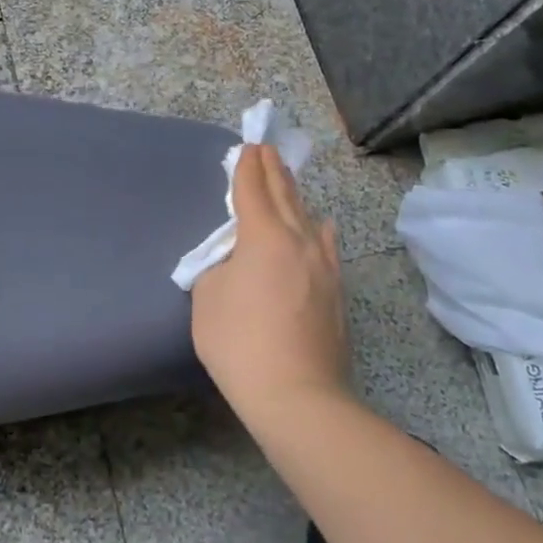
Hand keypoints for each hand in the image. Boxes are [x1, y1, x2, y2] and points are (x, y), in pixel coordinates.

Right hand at [192, 144, 347, 421]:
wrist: (297, 396)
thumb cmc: (240, 343)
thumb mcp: (207, 298)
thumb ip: (219, 267)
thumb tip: (237, 262)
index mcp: (263, 237)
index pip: (253, 189)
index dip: (247, 166)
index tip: (247, 146)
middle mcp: (298, 240)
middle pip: (284, 194)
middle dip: (273, 169)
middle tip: (265, 148)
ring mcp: (323, 265)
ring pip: (307, 216)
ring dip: (294, 194)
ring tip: (286, 179)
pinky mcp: (335, 290)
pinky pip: (326, 244)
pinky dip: (318, 227)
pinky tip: (322, 225)